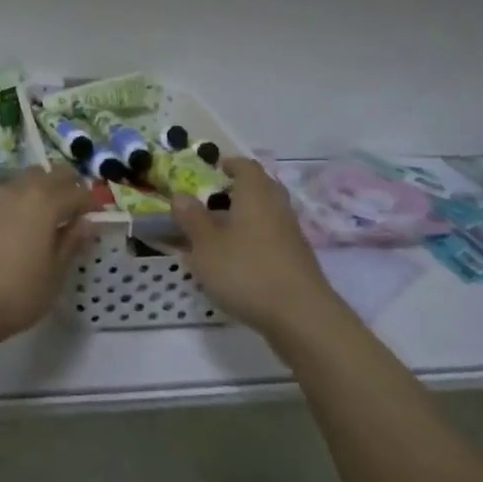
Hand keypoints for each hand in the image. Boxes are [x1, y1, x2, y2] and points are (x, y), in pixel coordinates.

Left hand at [0, 166, 94, 351]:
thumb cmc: (13, 294)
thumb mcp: (53, 277)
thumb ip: (70, 245)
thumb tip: (86, 223)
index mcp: (44, 203)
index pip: (76, 192)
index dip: (89, 202)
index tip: (95, 216)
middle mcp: (16, 191)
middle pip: (47, 174)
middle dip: (64, 186)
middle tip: (70, 211)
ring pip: (19, 183)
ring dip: (34, 194)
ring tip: (37, 223)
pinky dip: (9, 209)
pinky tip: (5, 235)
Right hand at [172, 159, 339, 340]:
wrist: (301, 317)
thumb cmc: (246, 271)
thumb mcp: (206, 245)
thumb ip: (192, 218)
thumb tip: (181, 195)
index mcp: (255, 194)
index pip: (246, 166)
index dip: (230, 164)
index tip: (215, 167)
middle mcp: (277, 208)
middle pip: (260, 189)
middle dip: (238, 190)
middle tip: (214, 199)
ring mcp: (291, 235)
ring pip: (266, 215)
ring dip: (245, 218)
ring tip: (219, 233)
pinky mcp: (297, 261)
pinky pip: (272, 239)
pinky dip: (254, 241)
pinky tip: (237, 261)